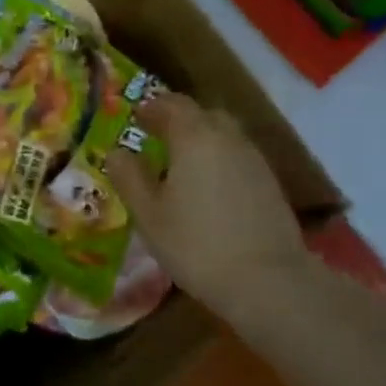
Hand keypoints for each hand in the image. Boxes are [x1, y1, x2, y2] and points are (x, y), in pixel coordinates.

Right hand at [103, 95, 312, 313]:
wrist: (267, 281)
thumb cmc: (195, 243)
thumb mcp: (148, 214)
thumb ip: (128, 177)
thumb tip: (116, 152)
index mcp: (194, 137)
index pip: (172, 104)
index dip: (151, 107)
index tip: (134, 117)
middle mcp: (228, 138)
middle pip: (202, 114)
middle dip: (178, 119)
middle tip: (155, 137)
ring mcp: (254, 160)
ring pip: (223, 135)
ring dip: (200, 139)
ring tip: (179, 164)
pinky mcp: (269, 183)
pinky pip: (237, 156)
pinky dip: (218, 159)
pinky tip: (206, 187)